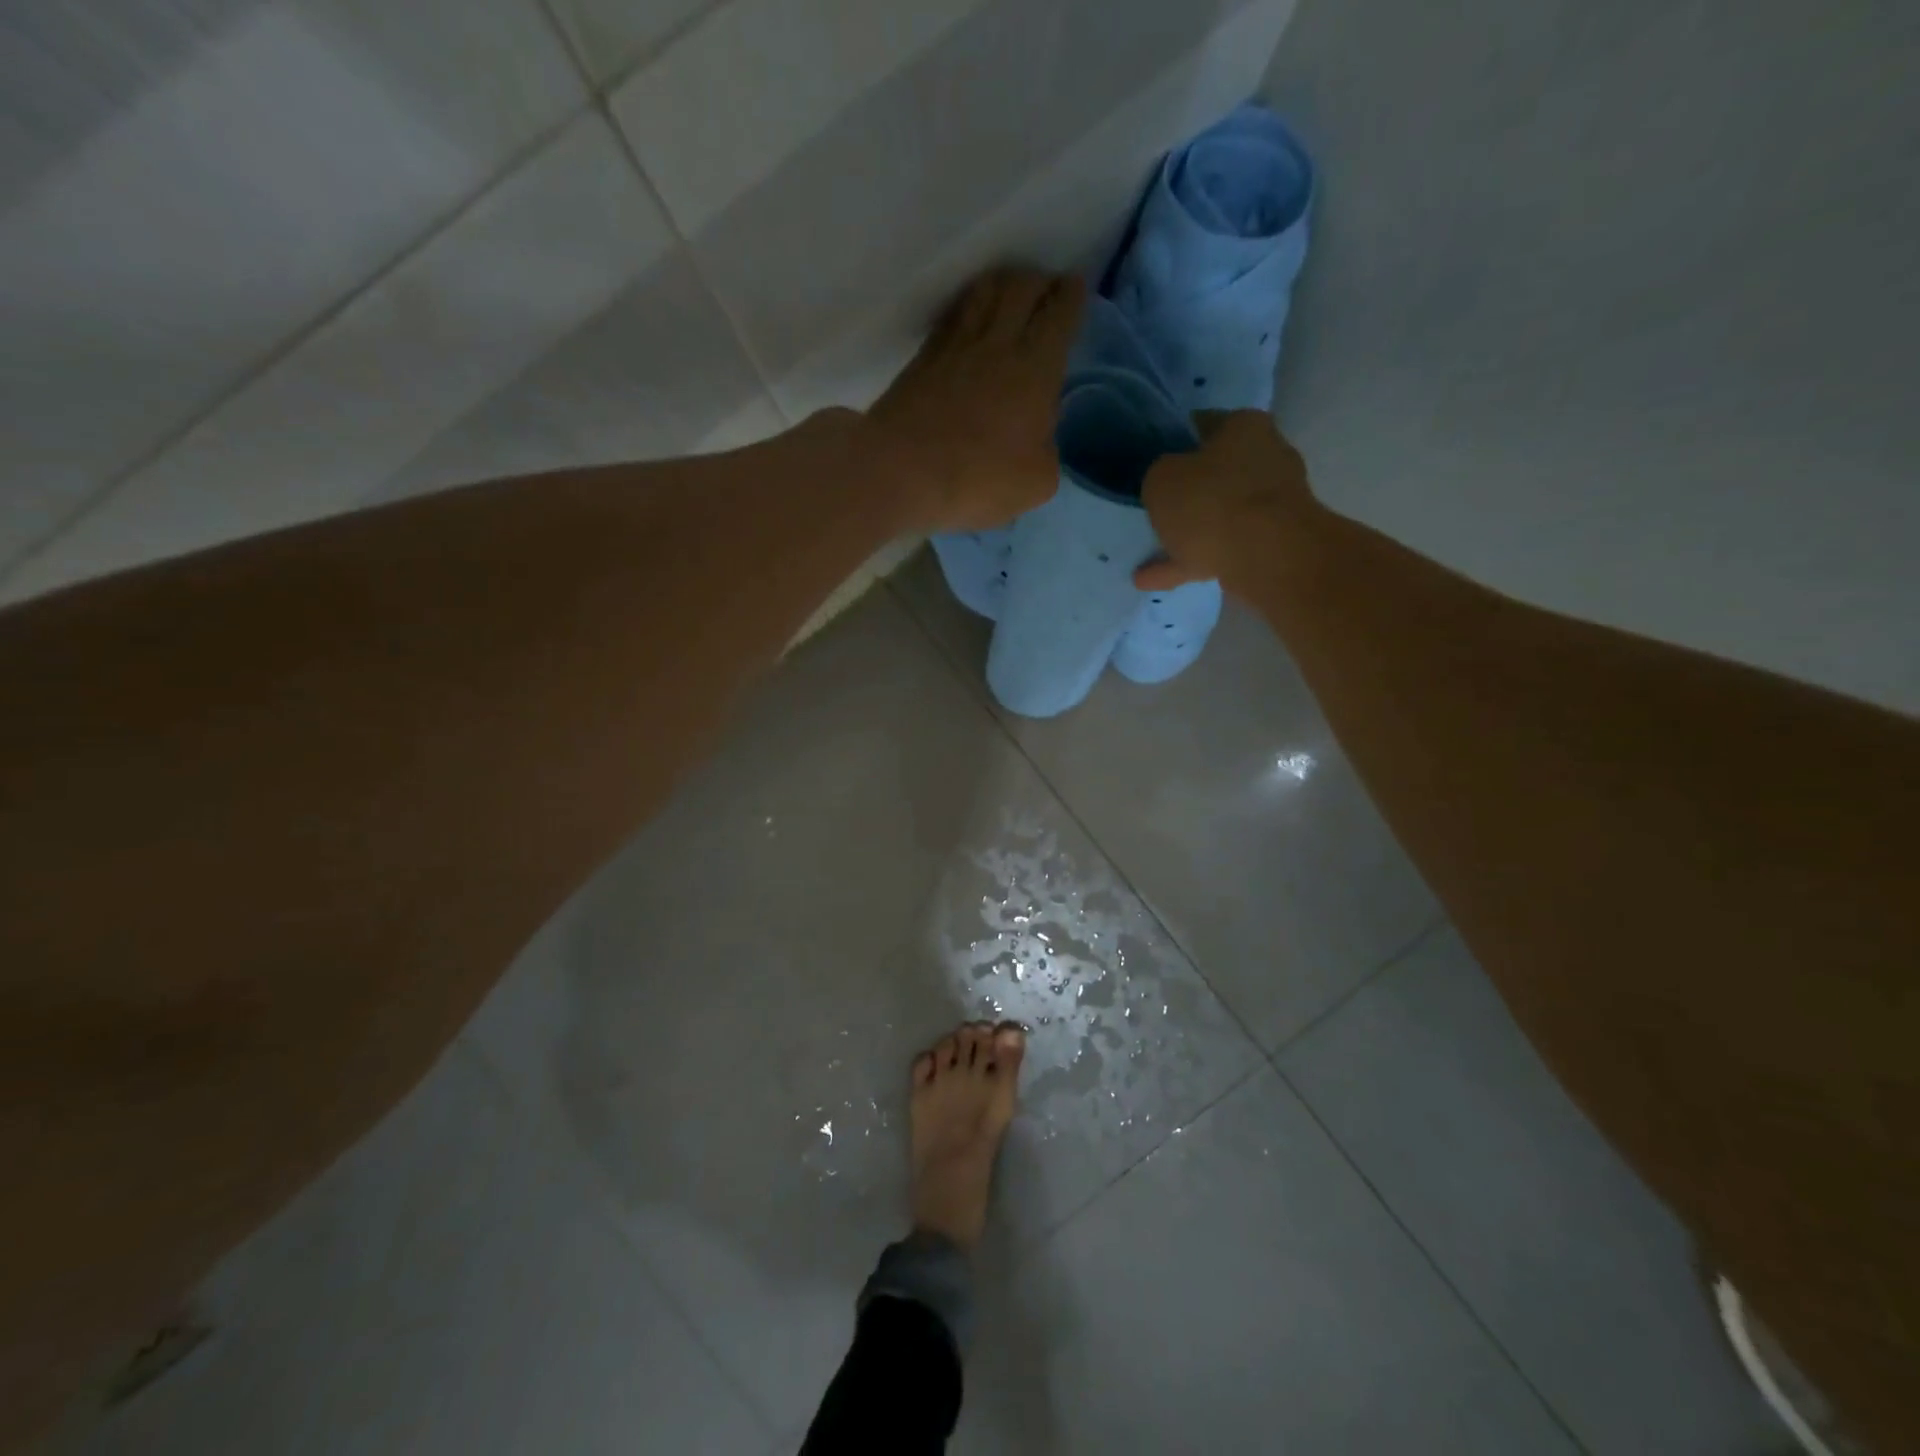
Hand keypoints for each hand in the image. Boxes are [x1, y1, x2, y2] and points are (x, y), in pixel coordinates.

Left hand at [869, 267, 1085, 533]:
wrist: (901, 472)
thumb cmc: (978, 479)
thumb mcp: (1036, 482)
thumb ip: (1046, 452)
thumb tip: (1037, 438)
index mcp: (1035, 368)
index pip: (1059, 315)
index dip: (1071, 297)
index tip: (1075, 287)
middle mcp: (997, 344)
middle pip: (1021, 288)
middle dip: (1039, 281)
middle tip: (1046, 287)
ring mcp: (954, 347)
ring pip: (983, 293)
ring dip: (1002, 284)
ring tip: (1009, 290)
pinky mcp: (921, 360)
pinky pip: (951, 317)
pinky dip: (967, 307)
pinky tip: (968, 316)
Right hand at [1135, 409, 1317, 594]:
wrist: (1266, 556)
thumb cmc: (1211, 502)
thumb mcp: (1162, 479)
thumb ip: (1160, 476)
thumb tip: (1168, 482)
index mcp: (1244, 427)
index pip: (1204, 425)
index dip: (1176, 442)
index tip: (1155, 460)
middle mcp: (1267, 458)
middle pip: (1217, 473)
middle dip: (1190, 490)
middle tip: (1157, 506)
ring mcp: (1273, 504)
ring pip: (1219, 516)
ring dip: (1187, 534)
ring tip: (1148, 552)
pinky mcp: (1273, 543)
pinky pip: (1221, 550)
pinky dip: (1191, 562)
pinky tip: (1155, 579)